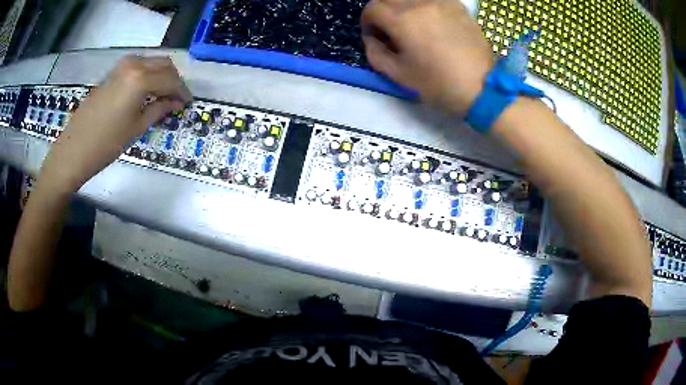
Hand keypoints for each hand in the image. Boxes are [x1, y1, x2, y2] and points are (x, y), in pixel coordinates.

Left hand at [39, 55, 191, 192]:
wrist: (74, 150)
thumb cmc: (106, 144)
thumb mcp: (137, 128)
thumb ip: (159, 109)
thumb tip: (175, 102)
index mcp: (141, 78)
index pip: (171, 79)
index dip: (182, 91)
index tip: (188, 102)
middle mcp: (133, 65)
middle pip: (163, 64)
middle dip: (174, 79)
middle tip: (177, 98)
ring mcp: (121, 67)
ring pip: (151, 62)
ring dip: (161, 75)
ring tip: (163, 95)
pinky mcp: (112, 73)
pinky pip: (137, 66)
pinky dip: (147, 75)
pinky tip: (147, 91)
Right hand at [361, 0, 493, 113]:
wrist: (481, 87)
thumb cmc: (438, 84)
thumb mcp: (398, 75)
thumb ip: (375, 53)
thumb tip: (371, 38)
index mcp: (402, 21)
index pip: (372, 8)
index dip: (367, 22)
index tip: (375, 35)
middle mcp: (419, 4)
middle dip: (383, 11)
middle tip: (389, 28)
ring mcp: (441, 3)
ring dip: (403, 6)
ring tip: (410, 23)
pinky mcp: (458, 6)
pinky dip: (424, 5)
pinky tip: (430, 19)